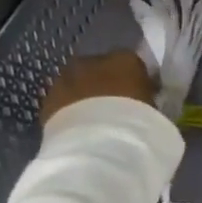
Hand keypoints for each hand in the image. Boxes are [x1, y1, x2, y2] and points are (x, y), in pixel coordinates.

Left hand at [39, 50, 155, 124]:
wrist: (97, 142)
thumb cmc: (138, 123)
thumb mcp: (154, 109)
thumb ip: (148, 99)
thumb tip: (146, 102)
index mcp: (126, 59)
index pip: (132, 64)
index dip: (135, 81)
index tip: (140, 97)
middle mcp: (93, 60)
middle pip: (100, 69)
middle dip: (106, 85)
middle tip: (116, 108)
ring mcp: (66, 78)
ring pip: (77, 83)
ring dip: (84, 96)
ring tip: (95, 122)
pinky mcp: (47, 100)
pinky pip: (62, 102)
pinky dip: (69, 111)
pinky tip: (78, 130)